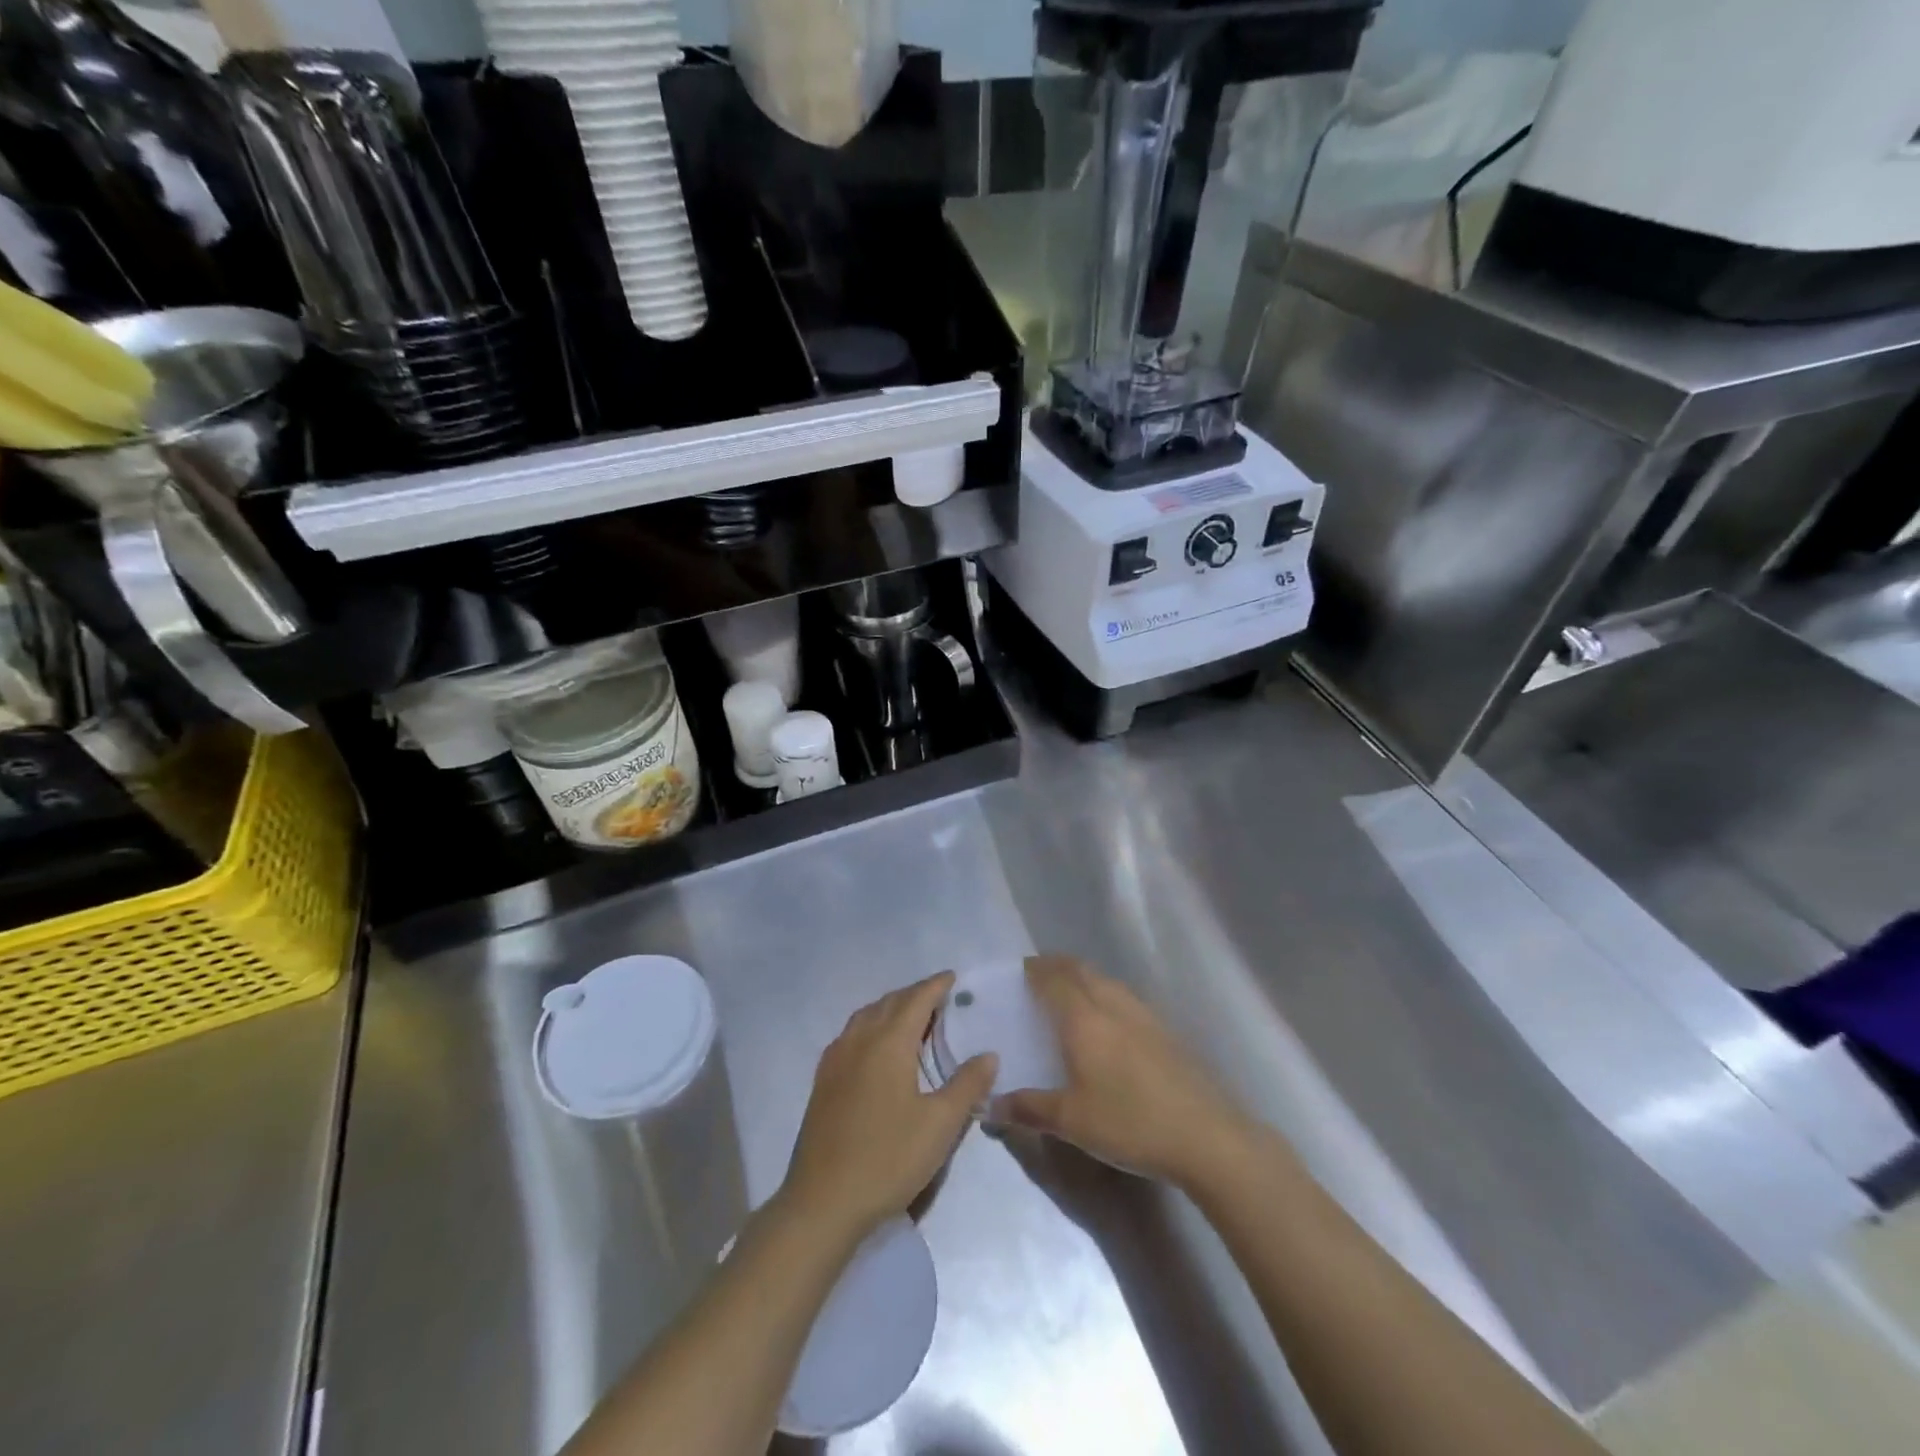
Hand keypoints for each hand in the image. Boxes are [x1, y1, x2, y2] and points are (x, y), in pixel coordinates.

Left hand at [780, 973, 996, 1243]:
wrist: (823, 1202)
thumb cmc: (888, 1158)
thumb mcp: (940, 1125)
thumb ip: (967, 1084)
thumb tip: (988, 1054)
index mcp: (888, 1043)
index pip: (916, 999)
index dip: (936, 986)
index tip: (953, 977)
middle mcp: (859, 1040)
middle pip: (889, 1003)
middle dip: (915, 995)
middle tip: (939, 1000)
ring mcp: (836, 1060)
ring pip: (866, 1017)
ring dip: (891, 1009)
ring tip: (912, 1020)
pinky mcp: (823, 1081)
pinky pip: (851, 1036)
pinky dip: (871, 1027)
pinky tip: (877, 1050)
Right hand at [991, 955, 1253, 1190]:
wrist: (1206, 1136)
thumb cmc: (1130, 1123)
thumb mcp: (1072, 1121)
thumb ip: (1028, 1109)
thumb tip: (990, 1105)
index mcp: (1083, 1019)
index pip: (1053, 979)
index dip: (1034, 970)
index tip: (1018, 970)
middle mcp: (1112, 1005)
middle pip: (1080, 970)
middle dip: (1057, 966)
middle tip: (1038, 976)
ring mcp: (1143, 1015)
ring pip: (1105, 981)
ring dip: (1083, 977)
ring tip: (1069, 994)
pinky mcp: (1165, 1030)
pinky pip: (1124, 997)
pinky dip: (1105, 994)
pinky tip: (1107, 1022)